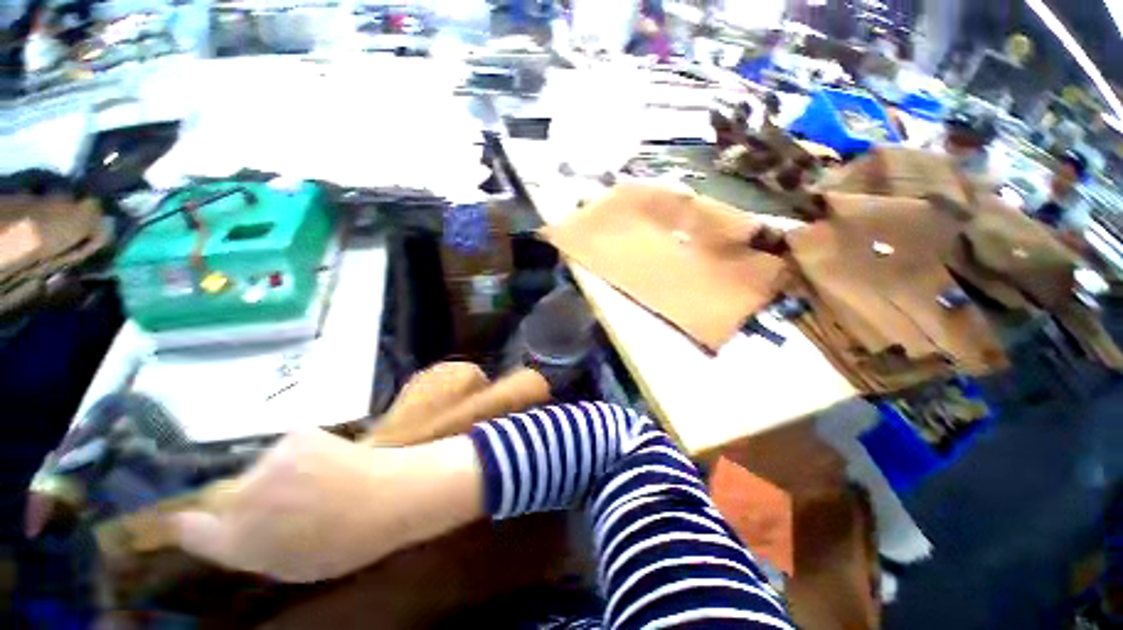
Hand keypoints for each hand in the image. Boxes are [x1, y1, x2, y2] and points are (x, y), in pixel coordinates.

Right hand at [168, 429, 483, 582]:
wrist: (395, 494)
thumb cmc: (348, 541)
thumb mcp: (289, 565)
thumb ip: (247, 550)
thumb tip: (216, 531)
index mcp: (240, 541)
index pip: (189, 528)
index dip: (190, 524)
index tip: (197, 521)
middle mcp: (243, 497)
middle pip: (225, 496)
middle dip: (246, 503)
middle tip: (286, 506)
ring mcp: (269, 461)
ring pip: (257, 470)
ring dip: (275, 477)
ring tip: (316, 483)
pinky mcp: (294, 434)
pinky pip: (283, 451)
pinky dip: (296, 457)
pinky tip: (327, 463)